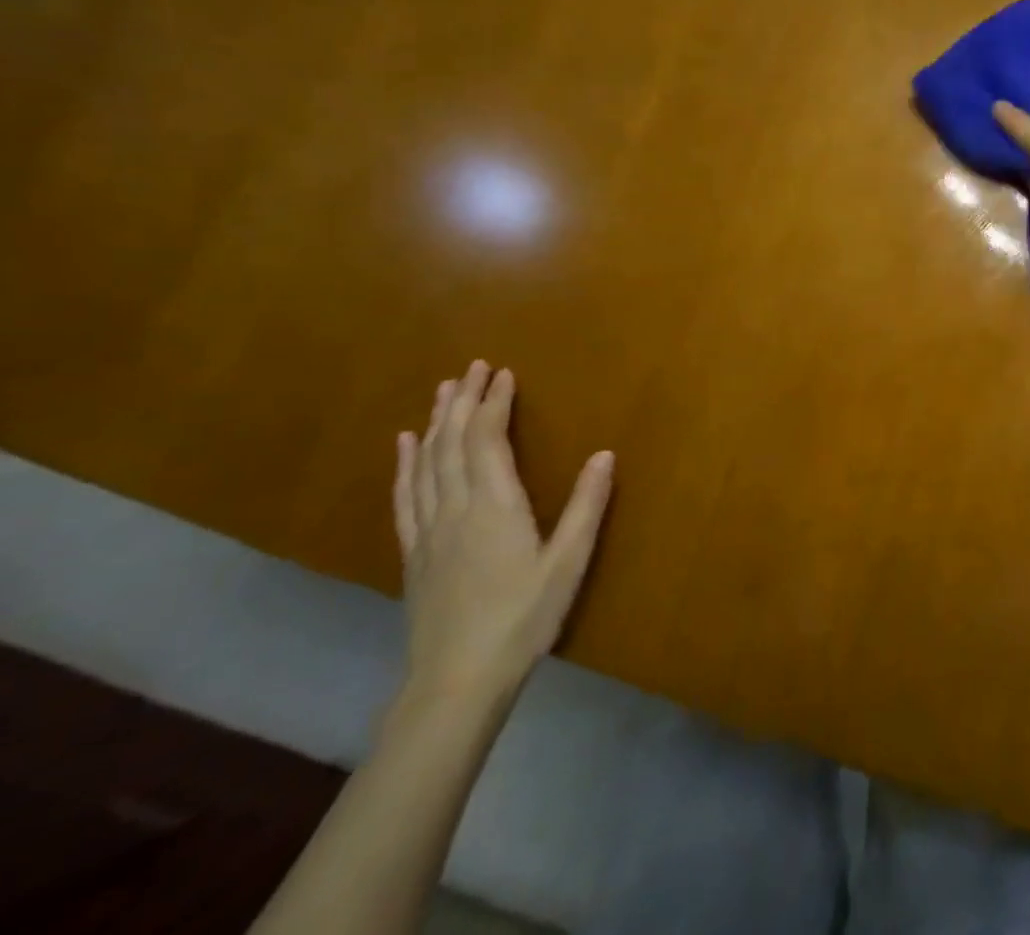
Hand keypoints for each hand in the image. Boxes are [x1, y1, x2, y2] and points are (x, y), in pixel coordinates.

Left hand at [393, 362, 613, 704]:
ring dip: (436, 422)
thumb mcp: (568, 563)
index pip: (487, 440)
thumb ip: (587, 506)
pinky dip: (405, 464)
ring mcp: (428, 530)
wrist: (455, 682)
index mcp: (494, 506)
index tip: (503, 373)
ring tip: (442, 390)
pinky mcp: (414, 552)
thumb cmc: (522, 619)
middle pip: (453, 442)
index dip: (494, 403)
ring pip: (427, 462)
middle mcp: (455, 508)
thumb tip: (605, 454)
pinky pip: (406, 495)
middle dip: (463, 400)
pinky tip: (404, 445)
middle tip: (473, 367)